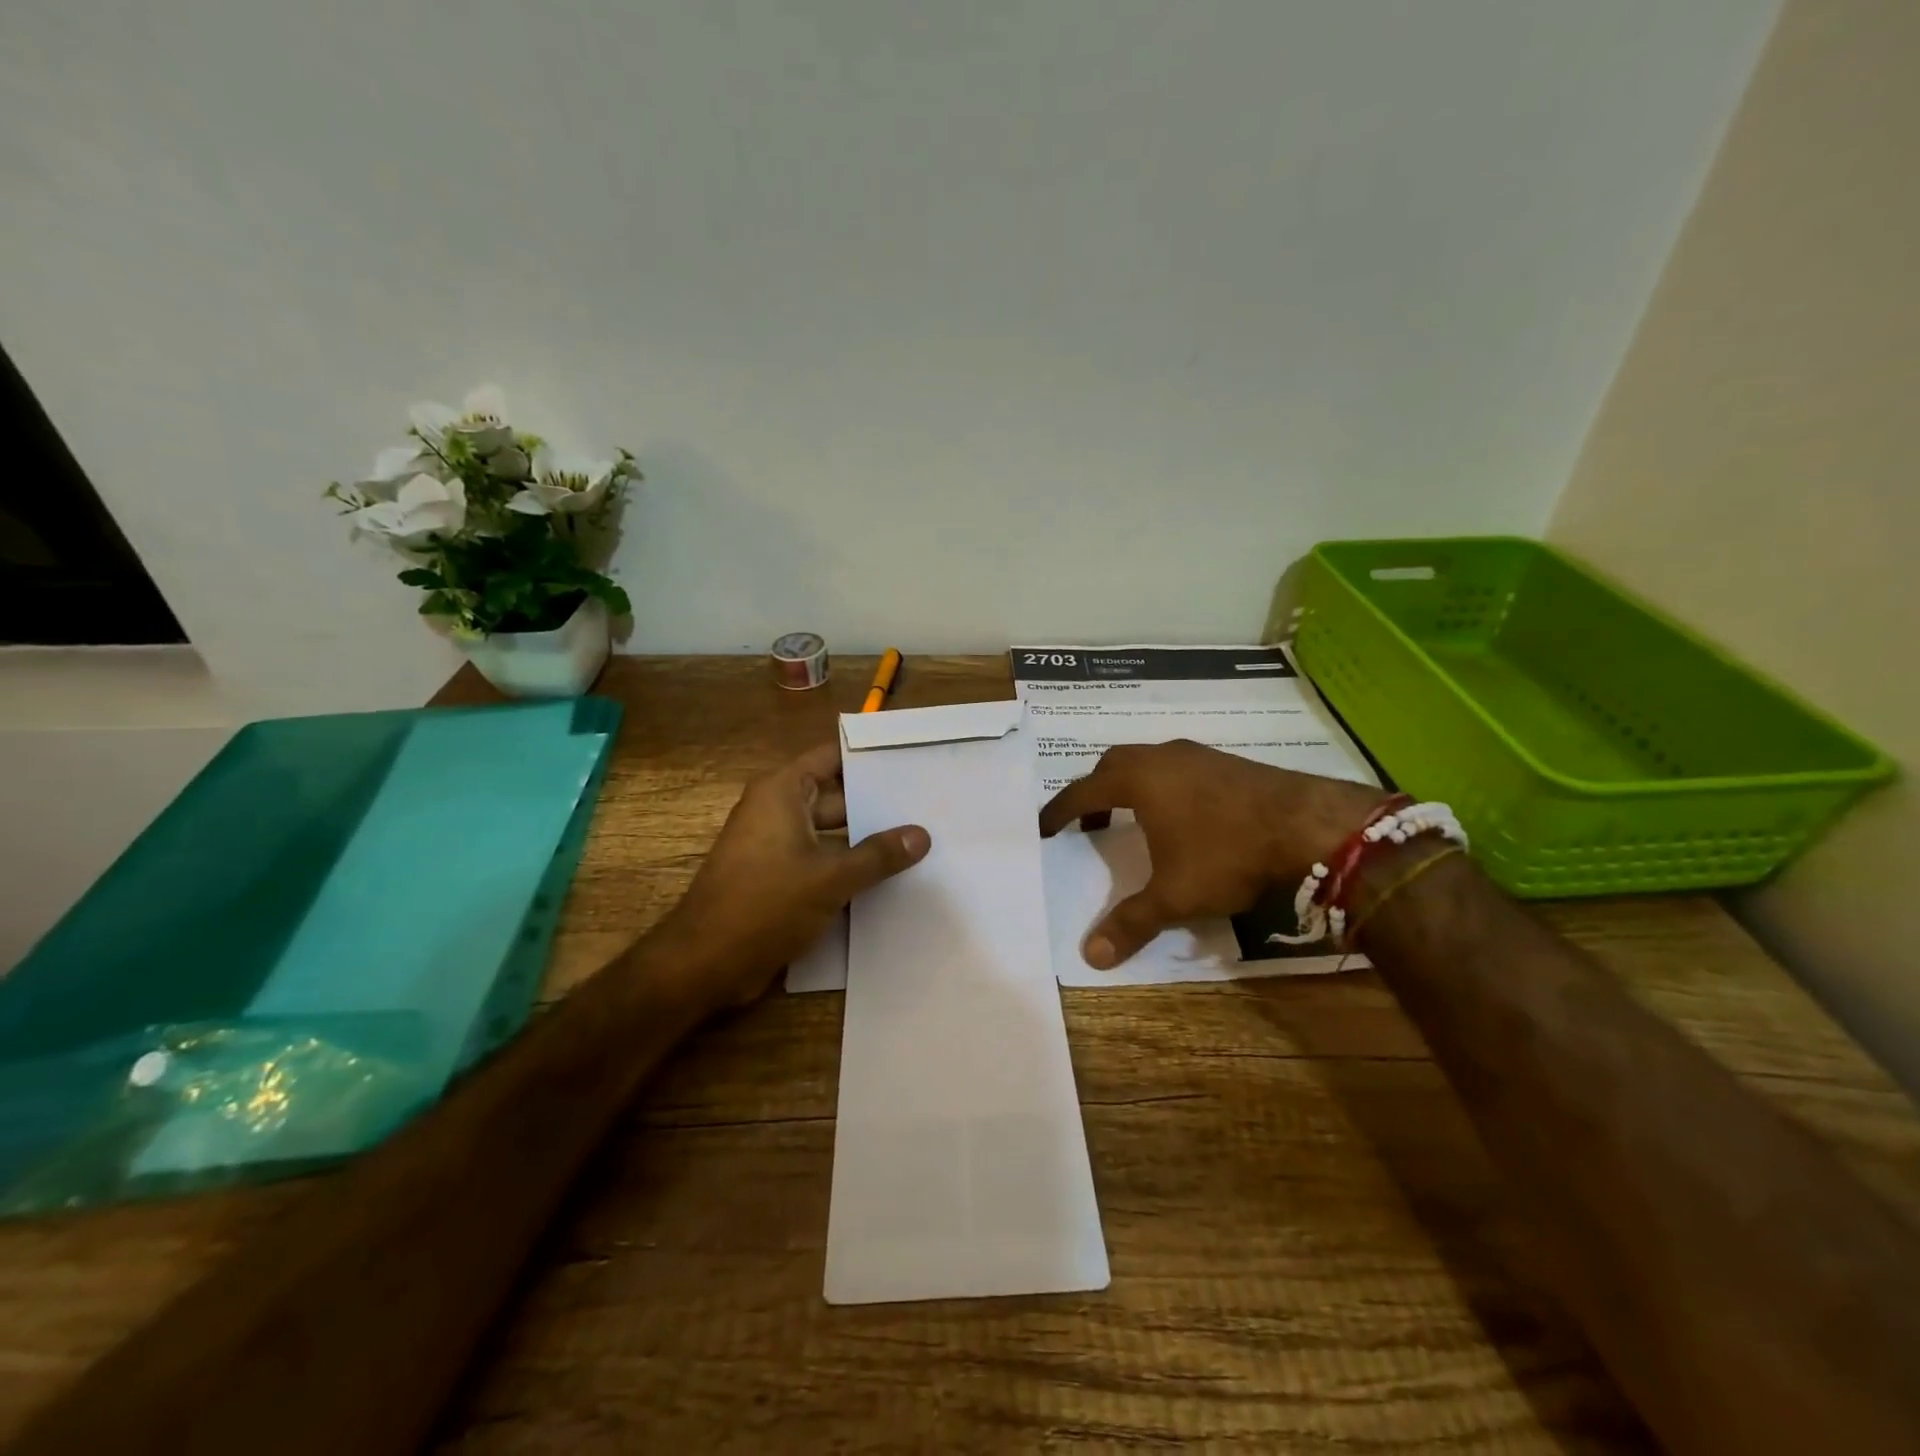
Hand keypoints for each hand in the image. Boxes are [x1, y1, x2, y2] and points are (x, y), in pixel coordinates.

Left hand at [662, 743, 929, 1008]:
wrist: (706, 964)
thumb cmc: (765, 905)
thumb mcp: (831, 878)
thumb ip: (878, 856)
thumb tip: (921, 835)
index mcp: (782, 793)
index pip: (832, 758)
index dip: (869, 758)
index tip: (911, 760)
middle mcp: (778, 811)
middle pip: (837, 797)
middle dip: (877, 805)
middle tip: (928, 807)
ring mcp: (777, 847)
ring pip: (832, 834)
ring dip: (866, 842)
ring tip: (920, 843)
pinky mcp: (778, 879)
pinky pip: (822, 862)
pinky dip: (849, 868)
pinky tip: (890, 879)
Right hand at [1037, 740, 1385, 969]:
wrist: (1306, 824)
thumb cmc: (1227, 854)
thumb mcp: (1175, 895)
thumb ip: (1131, 922)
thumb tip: (1091, 955)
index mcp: (1138, 780)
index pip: (1083, 791)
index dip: (1060, 810)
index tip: (1044, 826)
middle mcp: (1162, 758)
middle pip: (1112, 765)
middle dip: (1095, 791)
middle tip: (1091, 822)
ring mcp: (1197, 755)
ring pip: (1148, 761)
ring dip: (1131, 785)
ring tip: (1134, 819)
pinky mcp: (1226, 762)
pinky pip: (1177, 766)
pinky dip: (1163, 785)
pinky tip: (1182, 815)